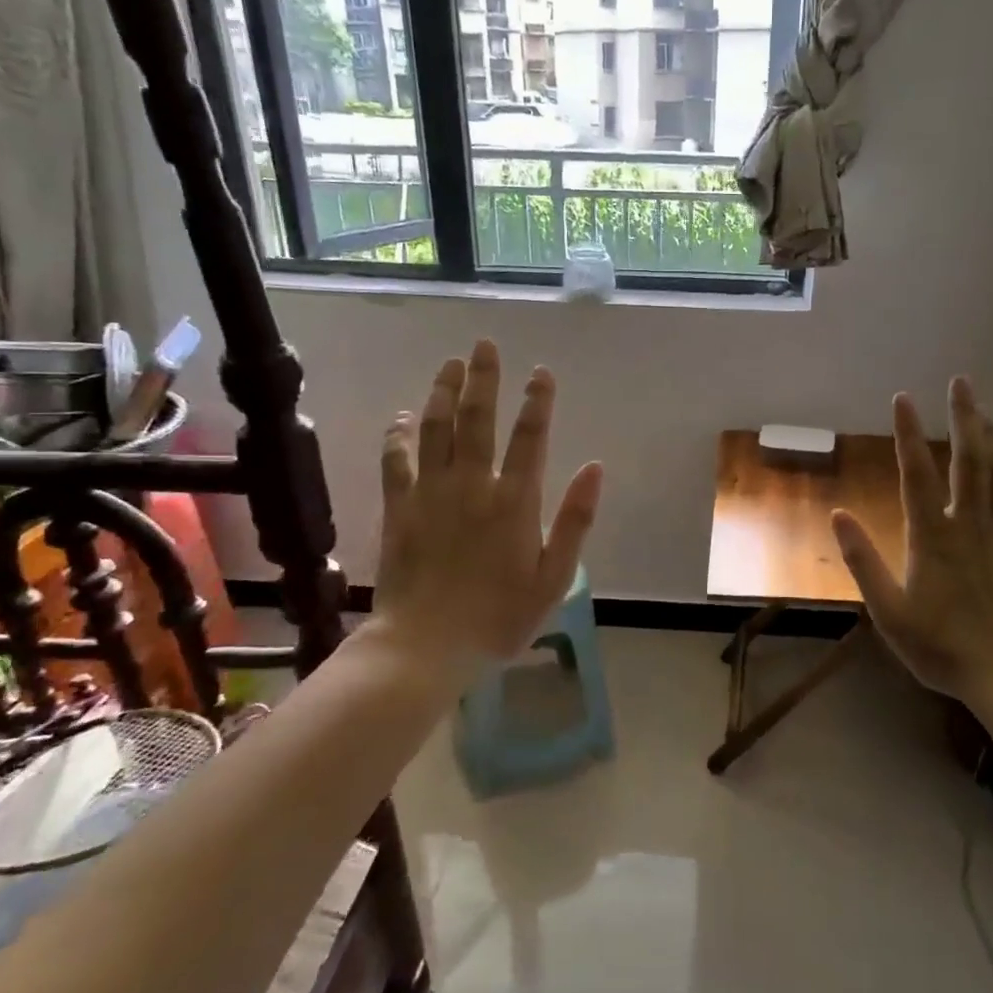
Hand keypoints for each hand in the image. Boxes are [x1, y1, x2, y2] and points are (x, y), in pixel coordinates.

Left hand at [361, 340, 602, 674]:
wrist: (426, 647)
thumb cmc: (499, 617)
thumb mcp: (554, 577)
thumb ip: (575, 520)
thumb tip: (595, 468)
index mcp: (515, 501)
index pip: (530, 437)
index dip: (537, 401)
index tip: (541, 372)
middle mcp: (472, 485)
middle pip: (478, 420)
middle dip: (485, 379)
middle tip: (485, 345)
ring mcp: (431, 494)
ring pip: (436, 429)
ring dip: (443, 393)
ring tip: (451, 365)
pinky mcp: (400, 508)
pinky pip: (396, 461)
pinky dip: (398, 435)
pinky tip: (402, 416)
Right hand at [831, 379, 992, 707]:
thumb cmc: (943, 648)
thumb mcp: (889, 612)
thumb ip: (863, 562)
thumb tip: (837, 515)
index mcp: (931, 536)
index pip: (915, 473)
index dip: (907, 433)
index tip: (902, 398)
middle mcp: (969, 523)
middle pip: (967, 459)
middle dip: (963, 416)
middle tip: (961, 381)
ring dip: (991, 435)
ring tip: (982, 408)